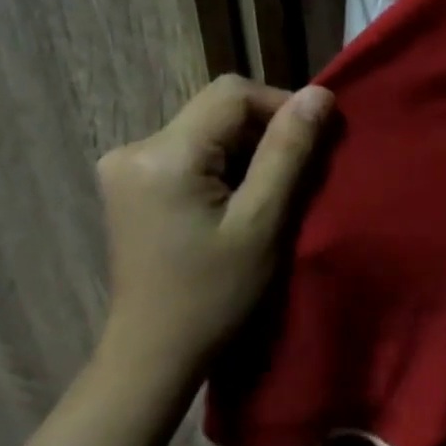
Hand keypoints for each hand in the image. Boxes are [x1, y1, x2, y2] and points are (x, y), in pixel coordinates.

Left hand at [95, 75, 332, 378]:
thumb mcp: (262, 223)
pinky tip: (234, 203)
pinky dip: (222, 166)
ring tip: (268, 196)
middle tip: (295, 179)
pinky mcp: (129, 183)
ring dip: (245, 152)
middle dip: (264, 133)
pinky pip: (188, 152)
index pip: (233, 94)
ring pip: (205, 130)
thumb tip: (320, 94)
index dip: (281, 106)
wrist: (155, 351)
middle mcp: (134, 147)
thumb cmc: (215, 295)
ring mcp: (125, 165)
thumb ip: (289, 153)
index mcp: (164, 154)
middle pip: (216, 110)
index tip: (313, 145)